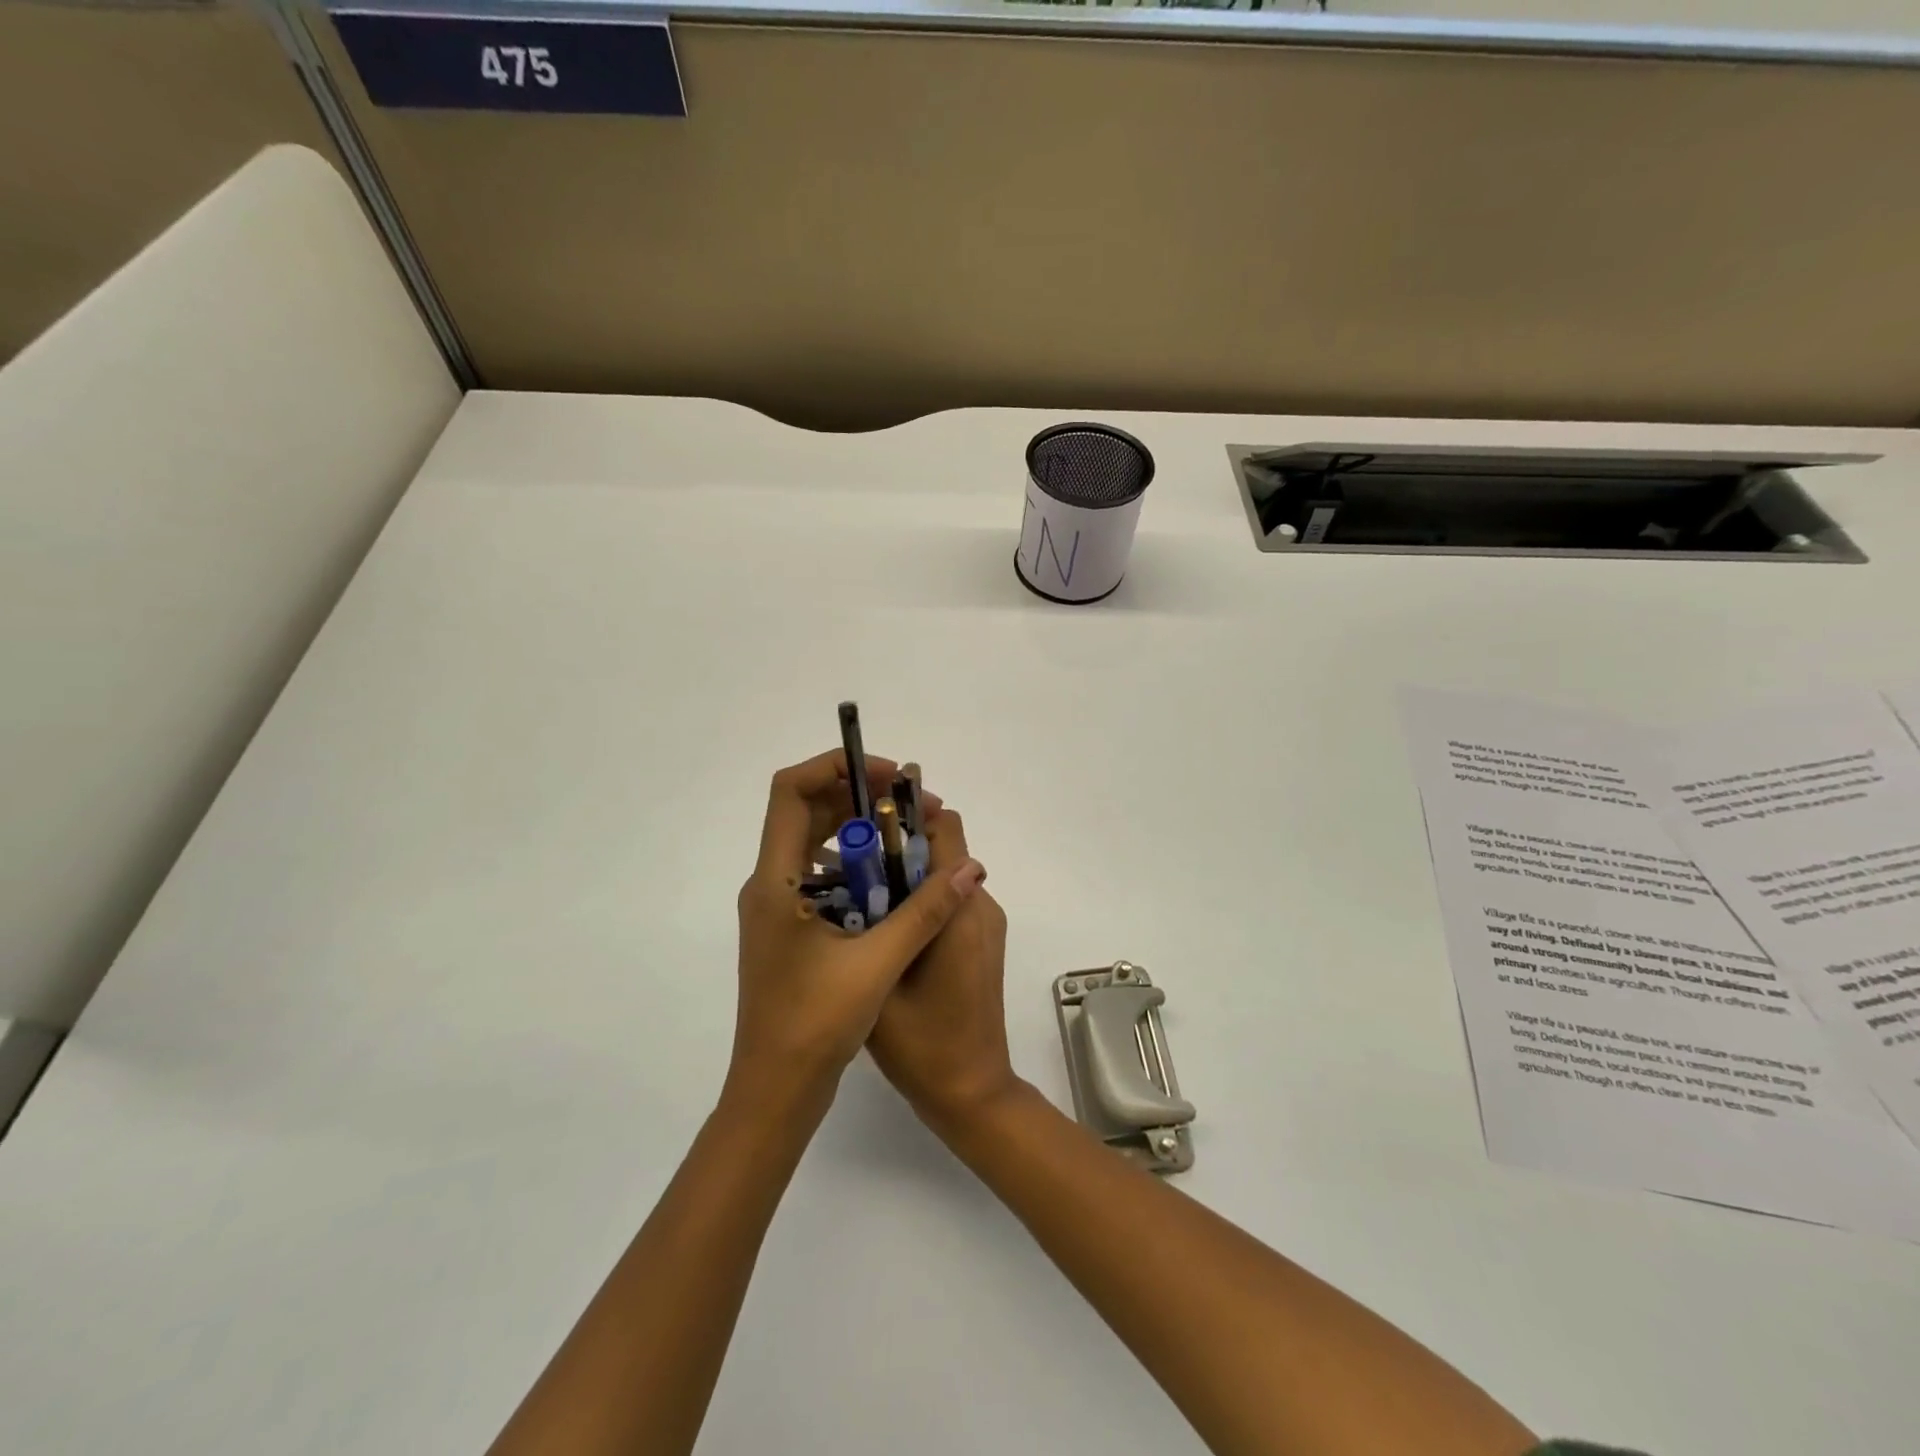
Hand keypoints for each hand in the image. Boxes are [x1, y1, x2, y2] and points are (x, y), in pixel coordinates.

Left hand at [728, 750, 986, 1120]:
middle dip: (862, 799)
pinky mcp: (790, 928)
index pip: (790, 789)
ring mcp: (777, 907)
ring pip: (815, 843)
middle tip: (914, 810)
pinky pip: (821, 875)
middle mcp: (769, 883)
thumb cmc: (815, 1023)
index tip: (887, 778)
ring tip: (910, 841)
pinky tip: (893, 884)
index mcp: (776, 879)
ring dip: (860, 833)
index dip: (835, 767)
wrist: (775, 1091)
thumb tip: (970, 866)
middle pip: (807, 810)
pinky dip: (855, 865)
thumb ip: (927, 909)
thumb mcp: (879, 961)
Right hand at [868, 807, 1018, 1132]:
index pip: (945, 829)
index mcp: (960, 910)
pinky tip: (886, 927)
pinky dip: (922, 899)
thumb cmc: (922, 1044)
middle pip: (944, 848)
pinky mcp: (983, 941)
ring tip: (858, 894)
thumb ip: (875, 919)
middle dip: (899, 845)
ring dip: (907, 874)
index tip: (866, 820)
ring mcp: (986, 924)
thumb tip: (854, 871)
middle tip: (849, 861)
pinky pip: (952, 900)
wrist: (971, 1093)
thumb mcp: (882, 978)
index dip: (908, 814)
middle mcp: (981, 905)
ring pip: (945, 874)